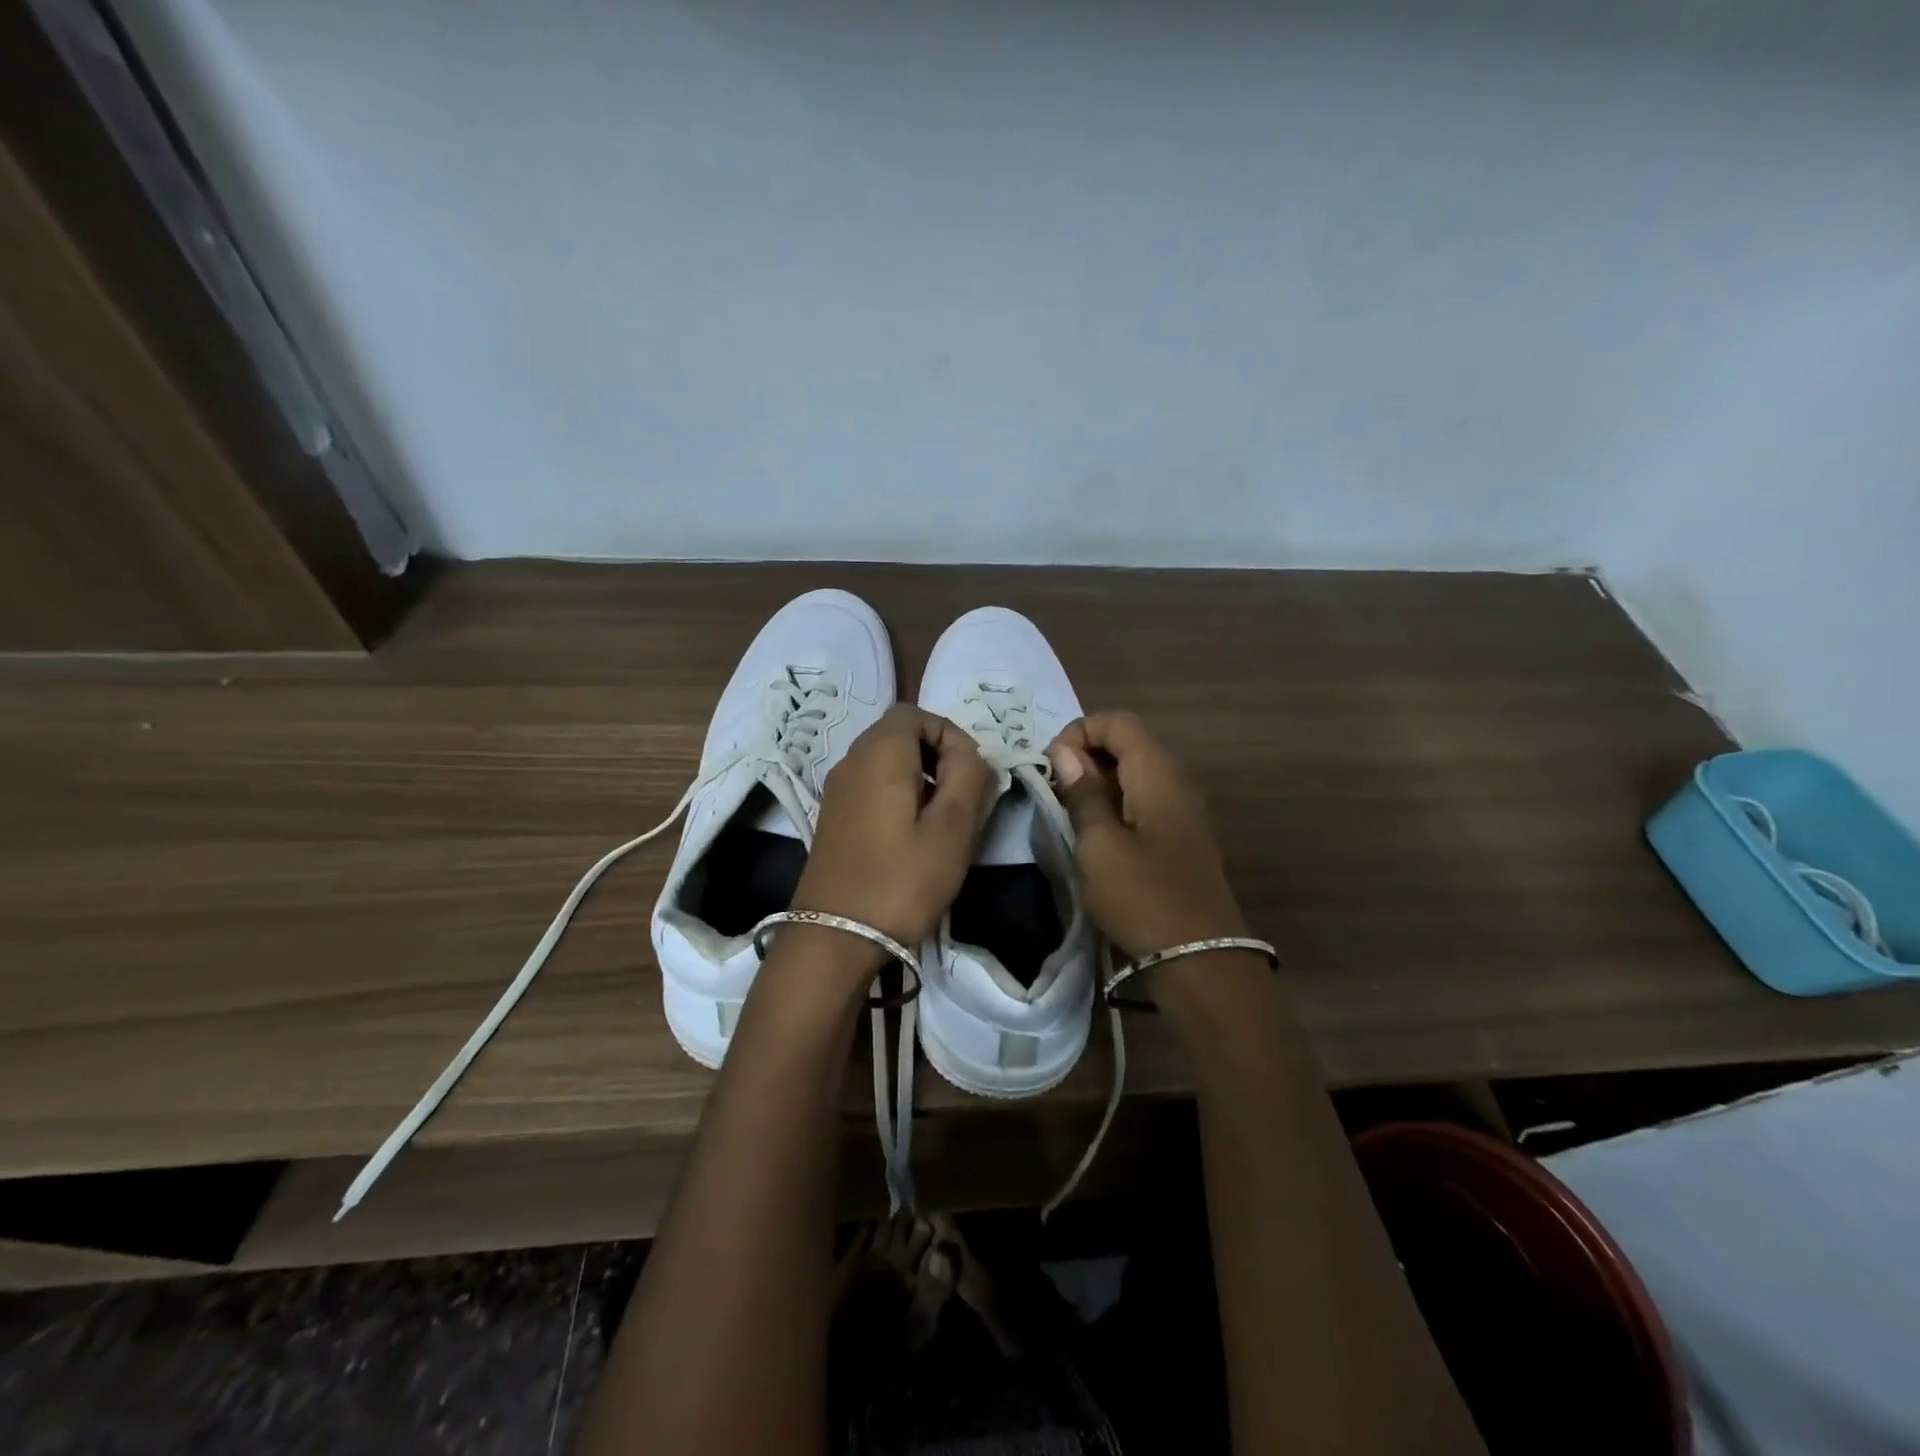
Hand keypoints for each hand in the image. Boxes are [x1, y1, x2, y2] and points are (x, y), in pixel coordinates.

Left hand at [792, 705, 993, 947]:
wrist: (835, 937)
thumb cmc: (901, 880)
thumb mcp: (952, 828)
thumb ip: (969, 777)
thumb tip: (968, 754)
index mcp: (879, 754)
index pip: (916, 714)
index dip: (950, 734)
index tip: (971, 775)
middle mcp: (851, 761)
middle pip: (899, 733)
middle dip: (937, 755)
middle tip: (962, 797)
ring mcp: (837, 790)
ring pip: (885, 761)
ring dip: (919, 777)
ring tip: (942, 819)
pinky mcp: (833, 817)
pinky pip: (871, 785)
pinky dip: (898, 794)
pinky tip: (912, 836)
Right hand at [1048, 712, 1249, 972]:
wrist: (1199, 959)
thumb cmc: (1142, 897)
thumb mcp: (1099, 845)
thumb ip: (1082, 794)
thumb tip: (1066, 753)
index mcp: (1158, 773)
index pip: (1117, 722)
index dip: (1079, 733)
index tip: (1051, 768)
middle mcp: (1176, 780)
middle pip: (1128, 744)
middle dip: (1085, 757)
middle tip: (1053, 791)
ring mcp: (1181, 809)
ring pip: (1133, 774)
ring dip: (1097, 783)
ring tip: (1067, 812)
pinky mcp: (1179, 836)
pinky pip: (1142, 800)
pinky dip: (1114, 804)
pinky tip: (1095, 834)